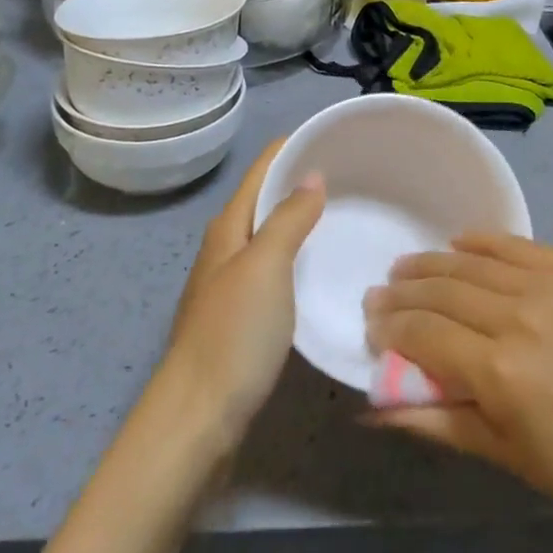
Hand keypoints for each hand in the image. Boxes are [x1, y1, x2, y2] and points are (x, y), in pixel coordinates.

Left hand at [161, 140, 324, 447]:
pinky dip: (300, 256)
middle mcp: (227, 248)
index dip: (291, 148)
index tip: (331, 134)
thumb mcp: (266, 267)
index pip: (261, 171)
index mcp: (228, 228)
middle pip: (265, 200)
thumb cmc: (233, 333)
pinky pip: (277, 269)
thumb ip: (289, 219)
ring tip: (346, 213)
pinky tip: (324, 267)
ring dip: (302, 219)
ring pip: (271, 235)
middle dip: (301, 181)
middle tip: (353, 173)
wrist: (199, 418)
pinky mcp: (242, 317)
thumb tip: (312, 175)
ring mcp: (232, 284)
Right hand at [362, 234, 552, 541]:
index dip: (389, 328)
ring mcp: (550, 285)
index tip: (370, 325)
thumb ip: (437, 423)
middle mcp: (517, 317)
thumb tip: (373, 409)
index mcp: (499, 372)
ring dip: (432, 263)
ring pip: (471, 262)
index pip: (422, 334)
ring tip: (406, 267)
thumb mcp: (508, 456)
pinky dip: (480, 240)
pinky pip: (515, 244)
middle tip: (379, 294)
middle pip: (441, 291)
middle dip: (402, 293)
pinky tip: (459, 241)